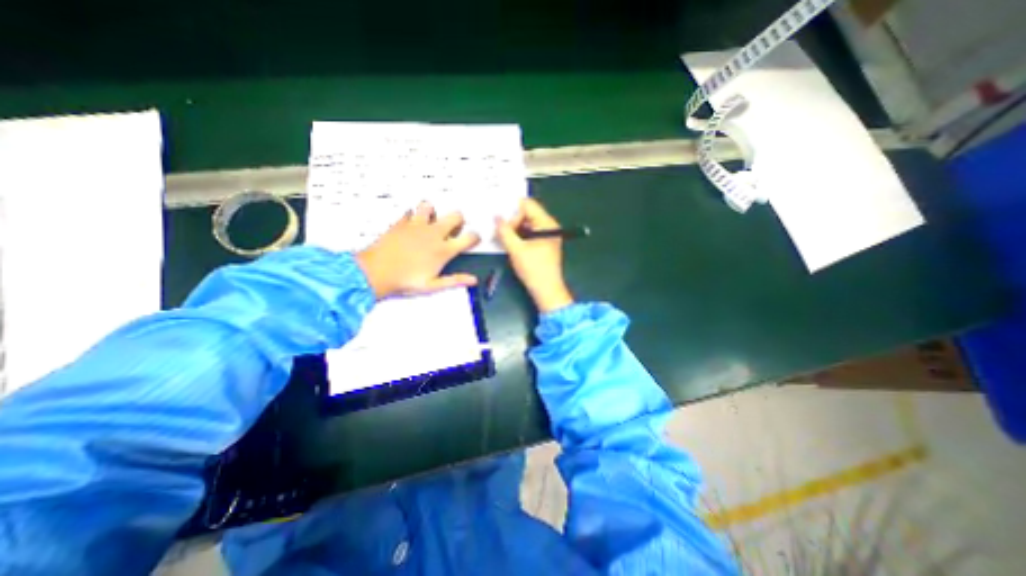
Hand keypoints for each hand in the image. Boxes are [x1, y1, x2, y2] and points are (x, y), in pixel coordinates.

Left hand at [359, 203, 481, 299]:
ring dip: (433, 213)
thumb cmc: (405, 280)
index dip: (475, 237)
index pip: (469, 237)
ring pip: (431, 206)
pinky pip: (410, 212)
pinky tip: (411, 225)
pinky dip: (413, 216)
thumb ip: (455, 280)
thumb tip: (473, 280)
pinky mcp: (401, 222)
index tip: (473, 240)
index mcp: (443, 250)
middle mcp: (433, 234)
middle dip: (459, 220)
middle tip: (453, 229)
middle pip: (455, 216)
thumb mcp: (433, 285)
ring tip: (430, 223)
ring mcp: (417, 225)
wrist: (375, 272)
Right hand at [494, 197, 573, 314]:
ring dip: (514, 228)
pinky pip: (529, 233)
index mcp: (546, 223)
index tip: (500, 220)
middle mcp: (549, 226)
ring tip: (501, 235)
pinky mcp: (543, 244)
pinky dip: (519, 235)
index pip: (528, 205)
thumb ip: (504, 231)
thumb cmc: (534, 269)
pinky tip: (509, 242)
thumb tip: (496, 218)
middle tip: (499, 228)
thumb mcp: (516, 249)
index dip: (512, 210)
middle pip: (528, 213)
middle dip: (512, 220)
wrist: (547, 291)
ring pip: (527, 224)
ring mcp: (547, 236)